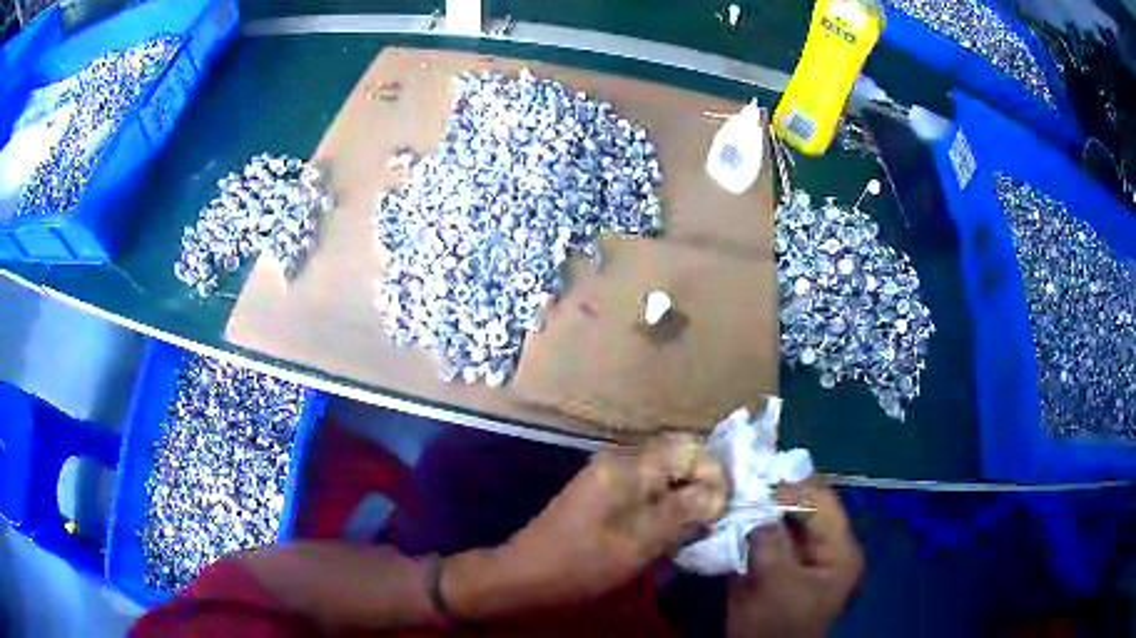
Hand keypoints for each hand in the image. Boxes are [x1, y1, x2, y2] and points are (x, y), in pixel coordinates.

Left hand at [491, 435, 726, 608]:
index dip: (712, 474)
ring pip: (664, 474)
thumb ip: (683, 510)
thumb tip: (718, 493)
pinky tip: (668, 530)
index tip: (720, 509)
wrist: (528, 574)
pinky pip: (646, 488)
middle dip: (700, 485)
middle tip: (711, 520)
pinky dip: (664, 504)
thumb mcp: (641, 540)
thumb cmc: (584, 561)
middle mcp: (620, 459)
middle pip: (677, 458)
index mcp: (629, 465)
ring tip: (693, 528)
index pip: (688, 448)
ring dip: (683, 497)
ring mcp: (609, 474)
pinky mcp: (603, 491)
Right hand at [726, 479, 862, 637]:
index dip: (790, 485)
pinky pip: (772, 536)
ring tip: (735, 492)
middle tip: (741, 479)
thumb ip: (770, 541)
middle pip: (805, 507)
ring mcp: (806, 557)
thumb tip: (754, 506)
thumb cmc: (777, 625)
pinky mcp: (785, 565)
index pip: (822, 501)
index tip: (755, 474)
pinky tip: (734, 517)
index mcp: (840, 549)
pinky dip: (755, 525)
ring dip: (762, 508)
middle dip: (774, 494)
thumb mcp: (776, 583)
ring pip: (786, 520)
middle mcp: (829, 546)